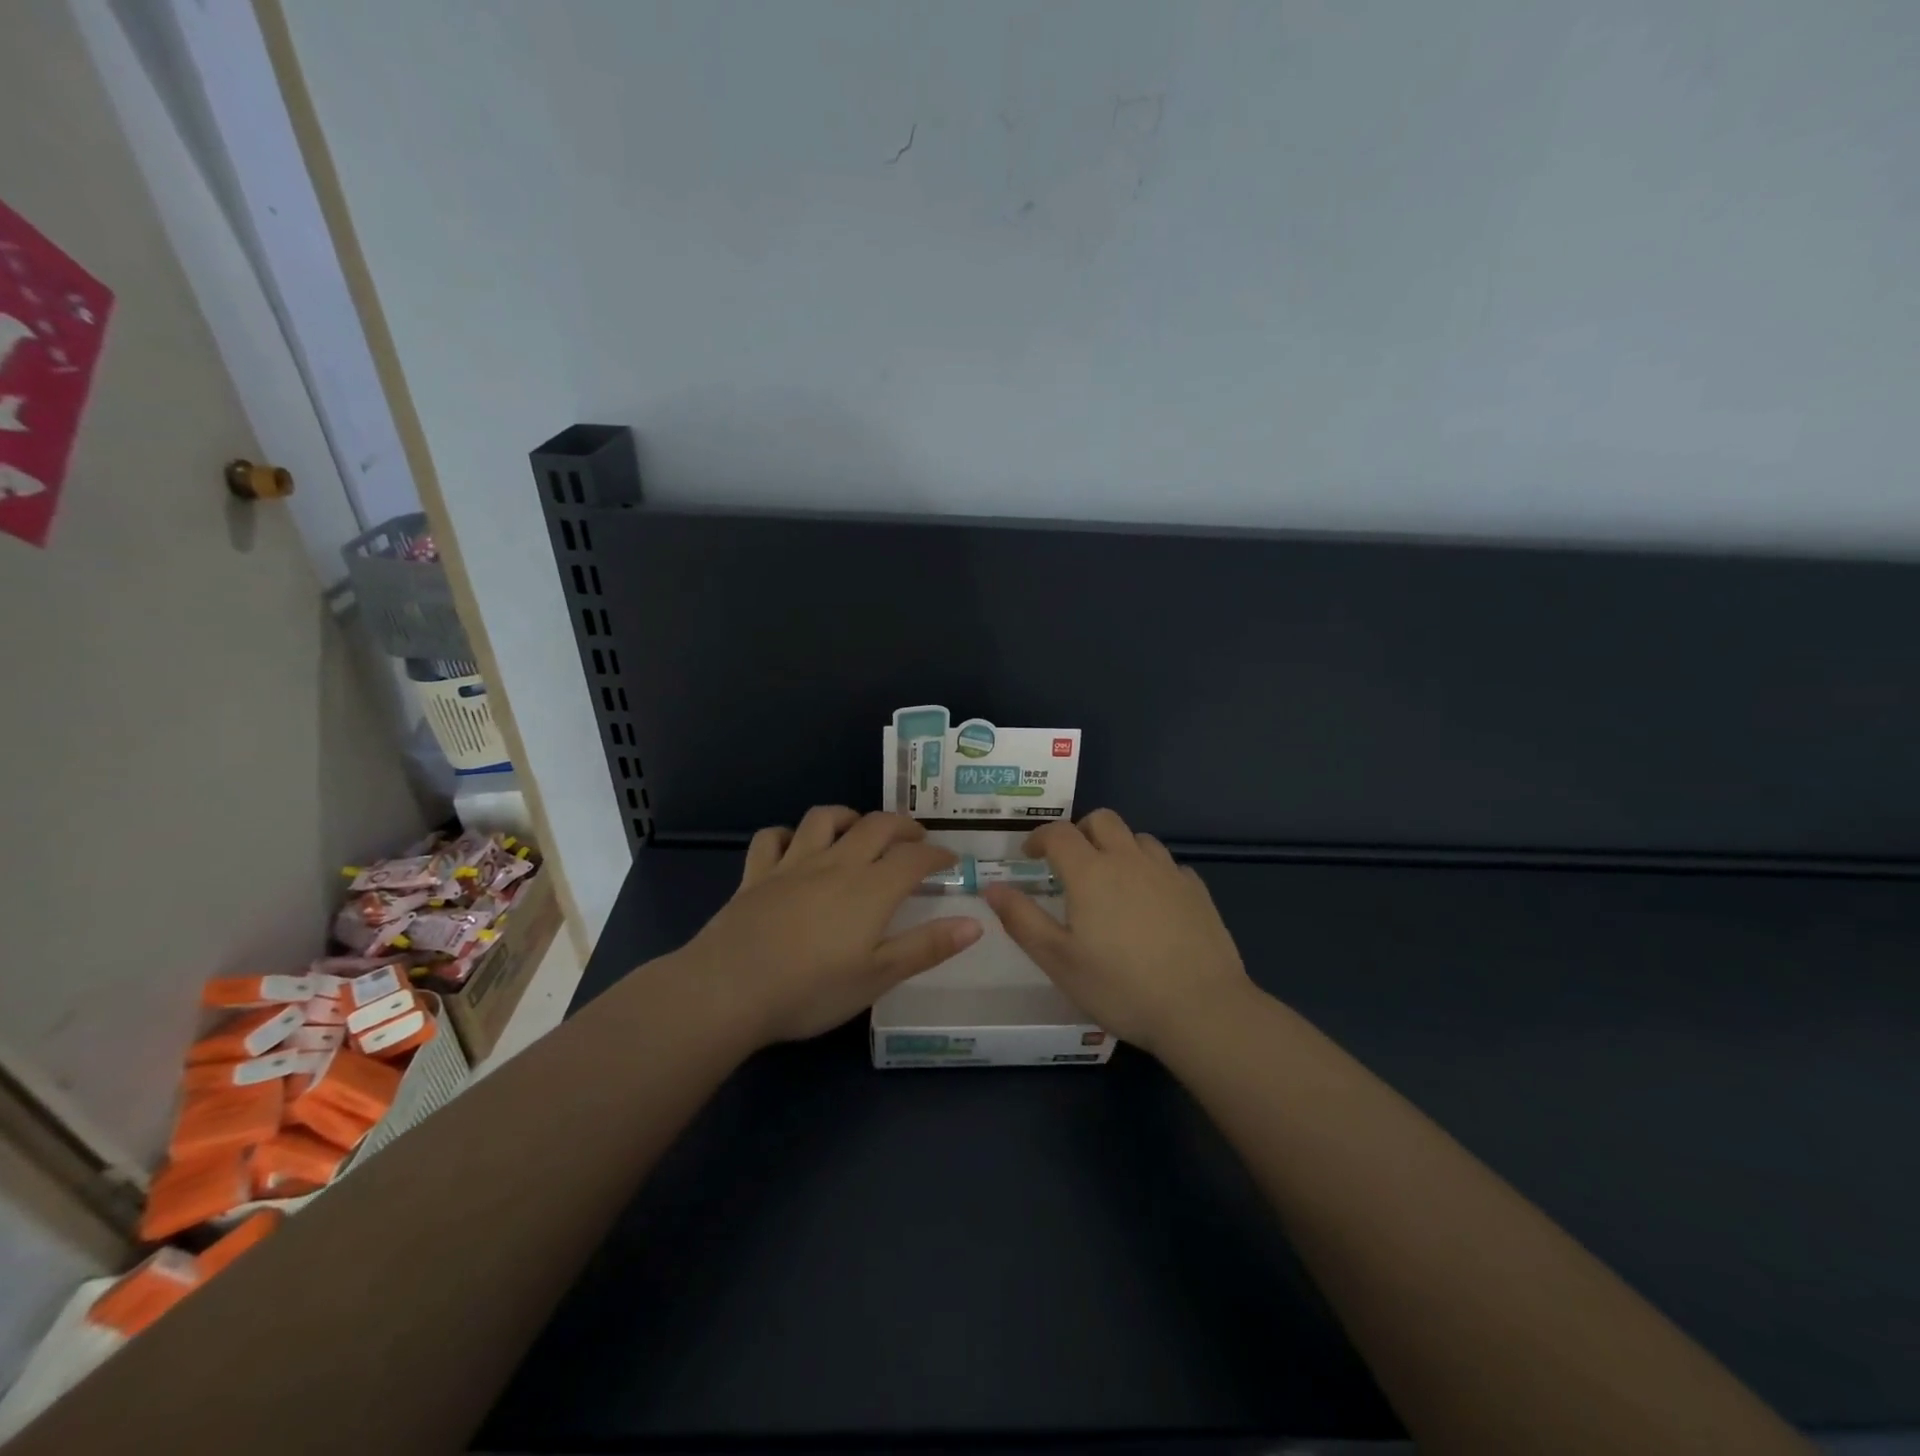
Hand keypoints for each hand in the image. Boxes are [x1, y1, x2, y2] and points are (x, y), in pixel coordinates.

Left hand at [677, 806, 981, 1045]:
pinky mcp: (756, 874)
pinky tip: (794, 848)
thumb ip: (927, 946)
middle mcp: (836, 864)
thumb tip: (975, 922)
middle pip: (876, 826)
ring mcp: (792, 864)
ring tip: (858, 831)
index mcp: (871, 888)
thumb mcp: (878, 977)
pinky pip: (772, 838)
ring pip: (824, 819)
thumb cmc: (811, 990)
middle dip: (902, 826)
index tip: (951, 862)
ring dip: (848, 817)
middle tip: (915, 840)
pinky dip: (788, 835)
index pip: (914, 858)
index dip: (938, 855)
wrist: (729, 989)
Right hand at [982, 808, 1252, 1054]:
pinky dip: (1150, 871)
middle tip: (1070, 862)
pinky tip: (1151, 902)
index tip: (1029, 855)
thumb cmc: (1120, 987)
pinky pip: (1167, 864)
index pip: (1058, 833)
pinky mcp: (1196, 890)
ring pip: (1137, 838)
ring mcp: (1167, 872)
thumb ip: (1021, 919)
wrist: (1202, 1008)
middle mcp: (1129, 859)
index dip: (1038, 838)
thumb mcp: (1058, 960)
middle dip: (1079, 832)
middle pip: (1102, 820)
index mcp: (1090, 872)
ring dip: (1117, 847)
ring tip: (1111, 881)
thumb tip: (993, 886)